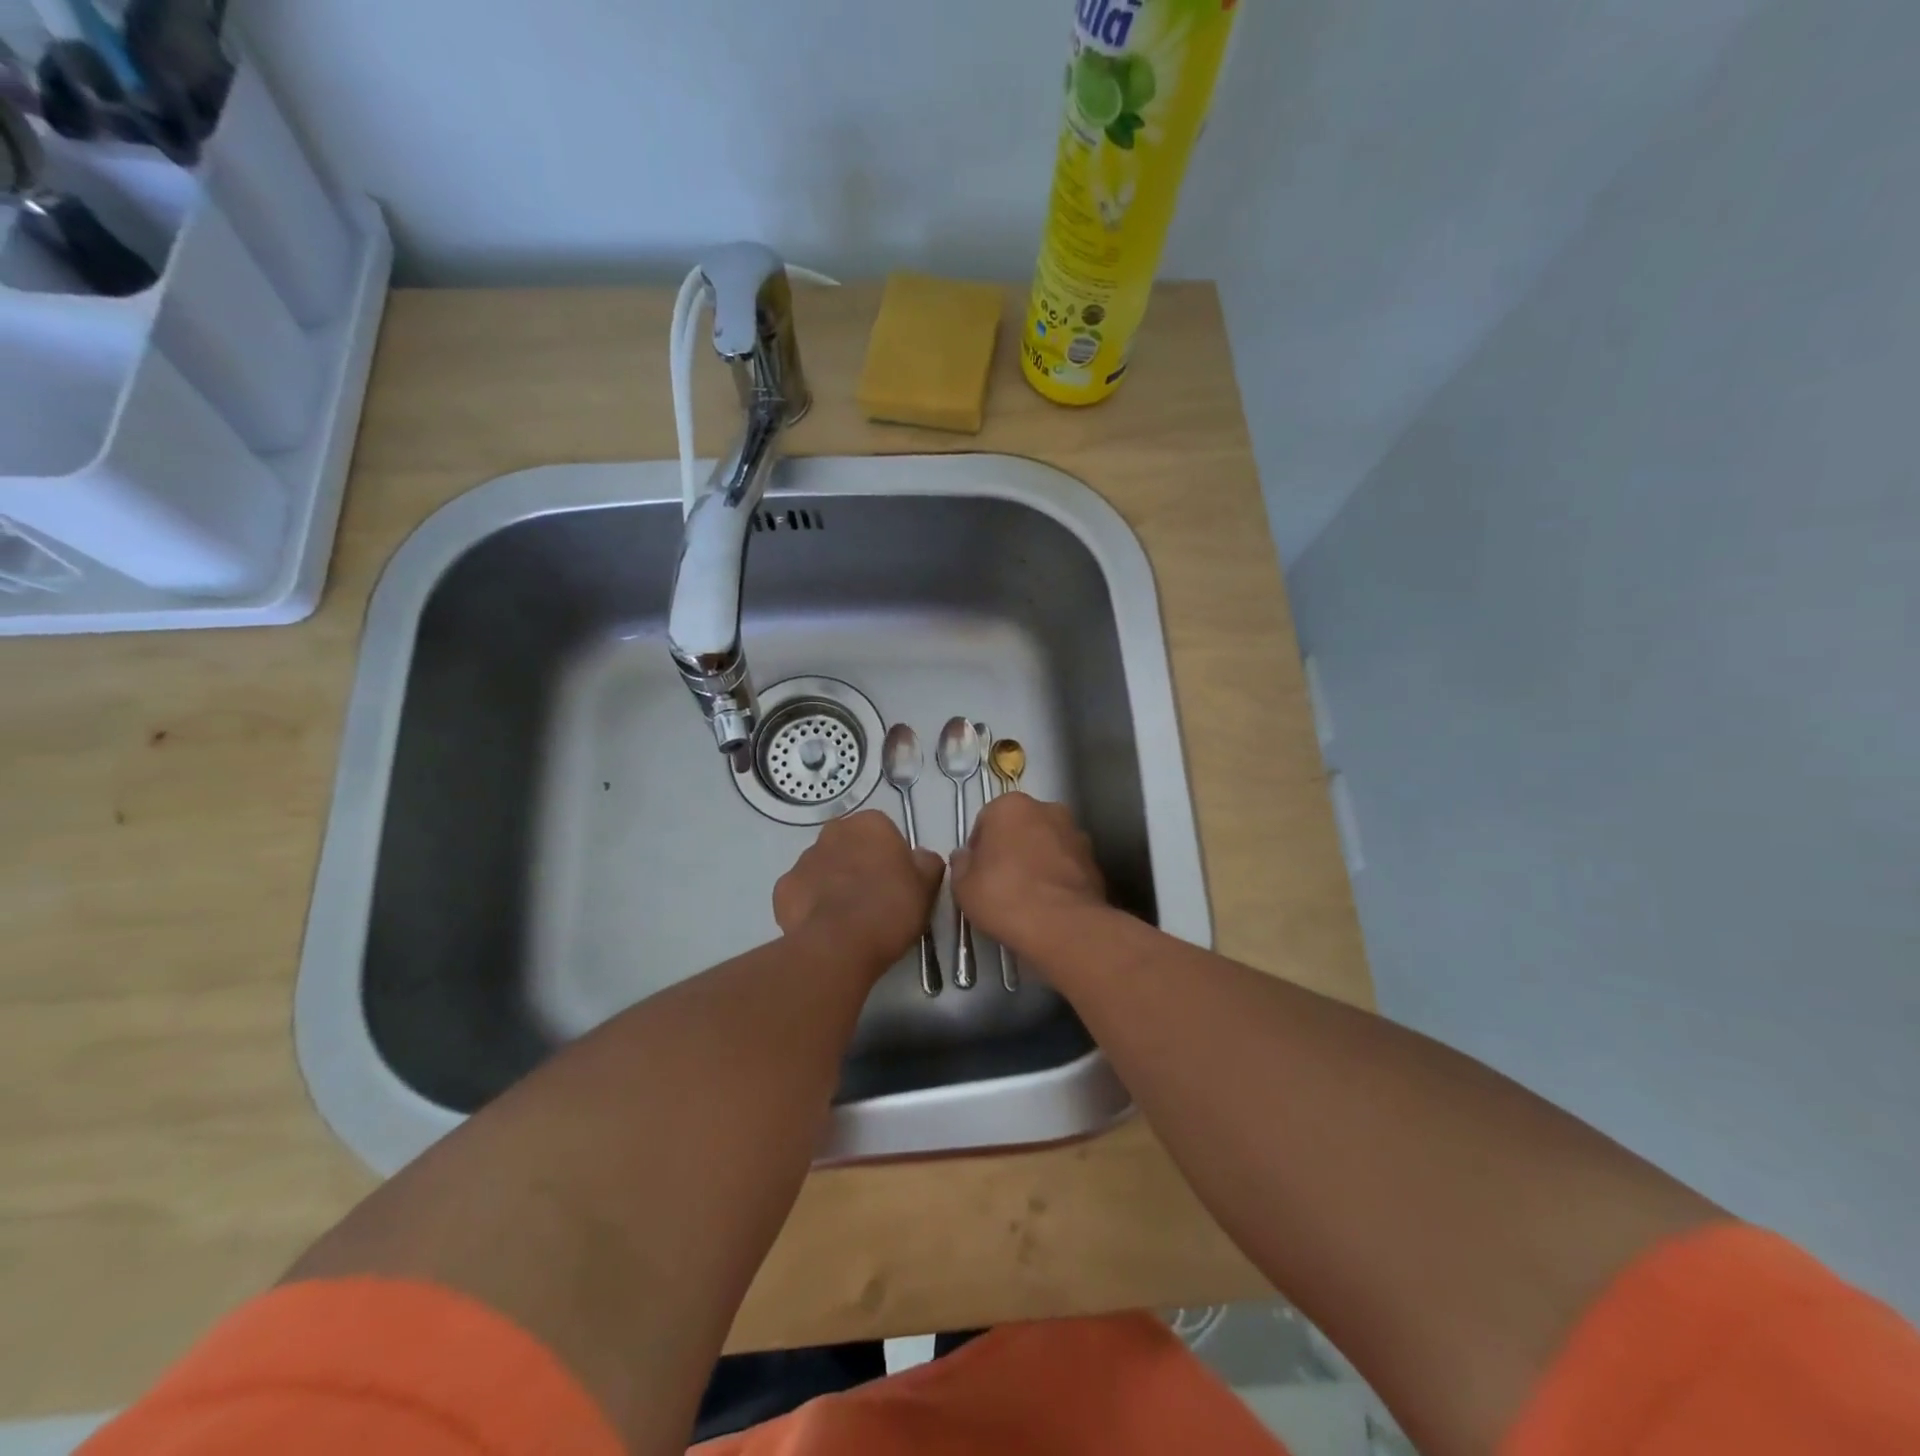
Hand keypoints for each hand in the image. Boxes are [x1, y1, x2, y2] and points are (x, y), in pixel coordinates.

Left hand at [774, 810, 946, 972]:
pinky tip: (825, 926)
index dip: (892, 857)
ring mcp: (803, 859)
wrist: (839, 945)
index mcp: (870, 823)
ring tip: (848, 918)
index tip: (897, 883)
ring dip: (834, 883)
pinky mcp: (782, 888)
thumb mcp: (927, 886)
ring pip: (824, 867)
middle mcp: (833, 832)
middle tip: (874, 898)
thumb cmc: (890, 908)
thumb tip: (920, 858)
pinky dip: (811, 904)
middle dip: (859, 864)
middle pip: (850, 845)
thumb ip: (927, 863)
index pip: (884, 832)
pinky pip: (802, 892)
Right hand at [950, 793, 1107, 957]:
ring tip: (1028, 896)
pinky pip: (1067, 864)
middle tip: (1001, 882)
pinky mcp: (1094, 859)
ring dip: (1037, 860)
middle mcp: (1046, 809)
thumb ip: (961, 864)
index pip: (986, 821)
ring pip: (1047, 844)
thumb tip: (964, 857)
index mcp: (1010, 806)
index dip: (979, 848)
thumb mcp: (963, 886)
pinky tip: (1049, 903)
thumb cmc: (1003, 896)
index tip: (977, 873)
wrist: (1062, 925)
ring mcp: (1075, 833)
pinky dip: (1058, 876)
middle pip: (1020, 827)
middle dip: (1011, 848)